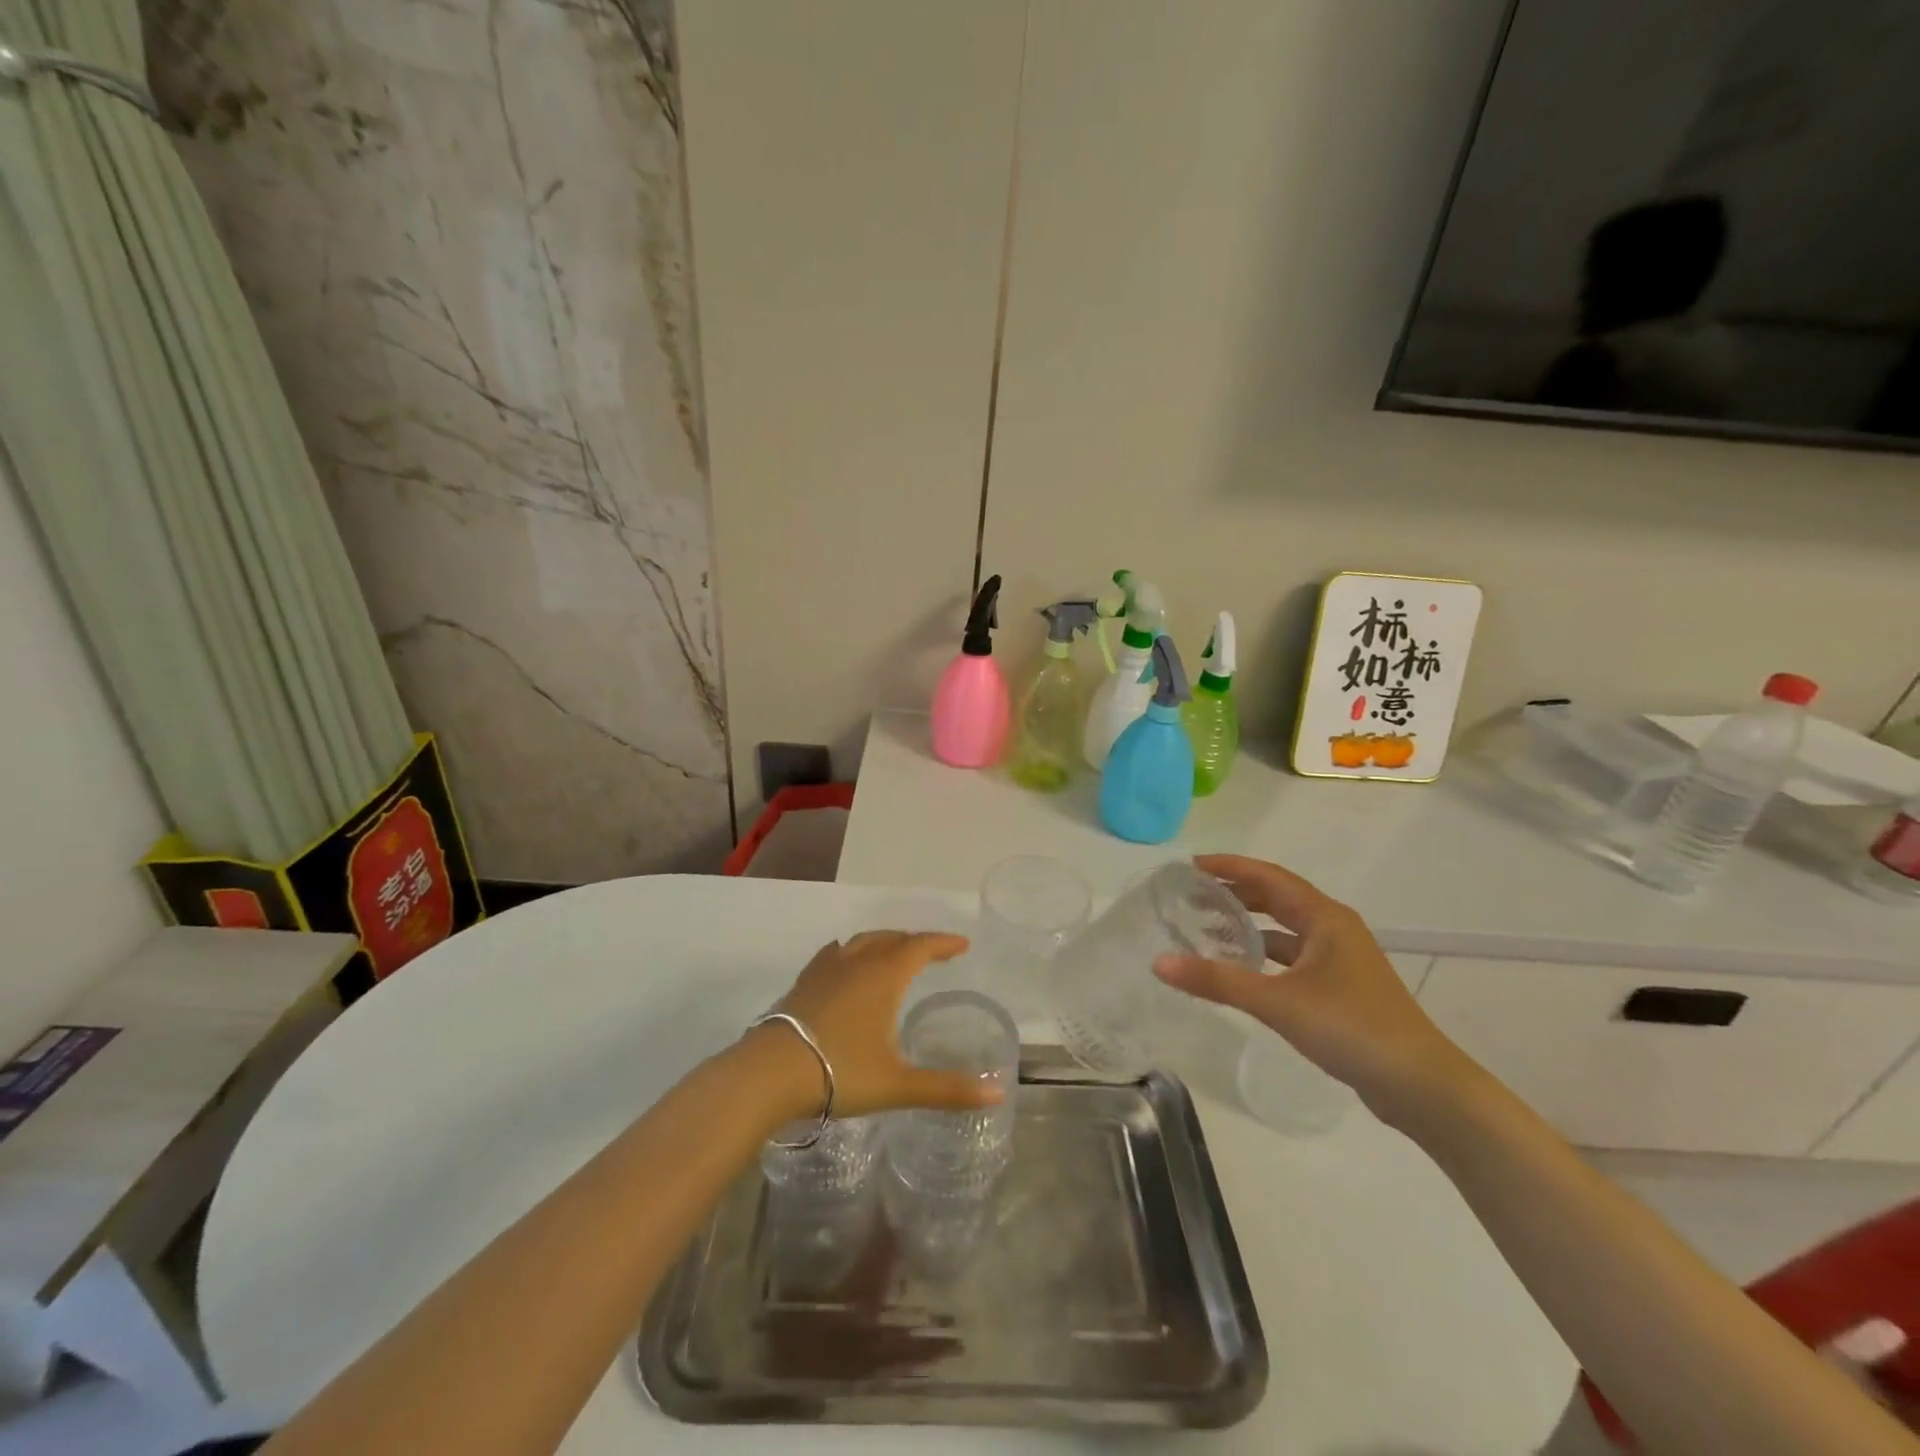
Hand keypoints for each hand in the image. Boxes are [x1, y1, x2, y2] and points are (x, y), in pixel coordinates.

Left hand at [748, 930, 1002, 1122]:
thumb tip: (997, 1092)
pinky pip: (834, 954)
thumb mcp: (898, 1085)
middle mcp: (857, 962)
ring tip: (894, 953)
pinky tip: (844, 960)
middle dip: (915, 941)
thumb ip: (947, 1088)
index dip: (943, 943)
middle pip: (892, 939)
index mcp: (884, 976)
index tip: (962, 945)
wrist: (770, 1074)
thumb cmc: (840, 1073)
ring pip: (862, 942)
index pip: (920, 946)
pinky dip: (851, 951)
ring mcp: (826, 969)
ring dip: (884, 942)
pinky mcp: (803, 982)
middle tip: (933, 951)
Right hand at [1152, 854, 1471, 1124]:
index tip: (1190, 866)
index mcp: (1325, 918)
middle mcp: (1334, 930)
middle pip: (1277, 899)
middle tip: (1192, 895)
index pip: (1269, 877)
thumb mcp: (1278, 1001)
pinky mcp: (1341, 989)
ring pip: (1285, 930)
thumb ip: (1218, 980)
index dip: (1230, 866)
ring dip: (1249, 926)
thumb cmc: (1351, 1028)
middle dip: (1236, 893)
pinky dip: (1264, 957)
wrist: (1421, 1087)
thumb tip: (1160, 962)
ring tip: (1208, 928)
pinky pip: (1292, 958)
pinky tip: (1240, 971)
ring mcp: (1340, 961)